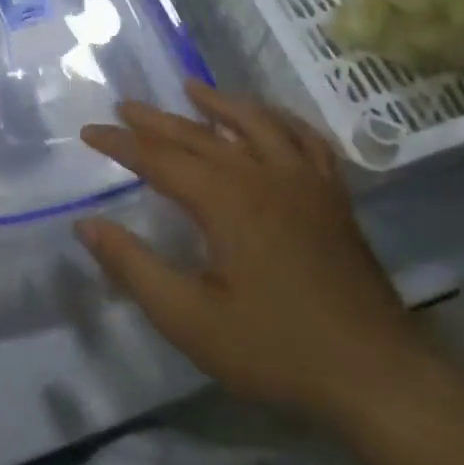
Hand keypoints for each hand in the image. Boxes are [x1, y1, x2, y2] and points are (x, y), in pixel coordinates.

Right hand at [76, 83, 431, 425]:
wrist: (377, 375)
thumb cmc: (275, 348)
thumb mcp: (188, 318)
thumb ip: (133, 266)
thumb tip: (86, 224)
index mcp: (224, 200)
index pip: (158, 158)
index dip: (120, 144)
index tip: (89, 132)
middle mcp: (263, 175)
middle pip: (200, 133)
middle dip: (157, 119)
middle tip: (125, 105)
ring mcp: (305, 181)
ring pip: (256, 122)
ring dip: (220, 102)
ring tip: (192, 88)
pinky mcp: (333, 197)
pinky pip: (306, 140)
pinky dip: (281, 120)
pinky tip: (270, 119)